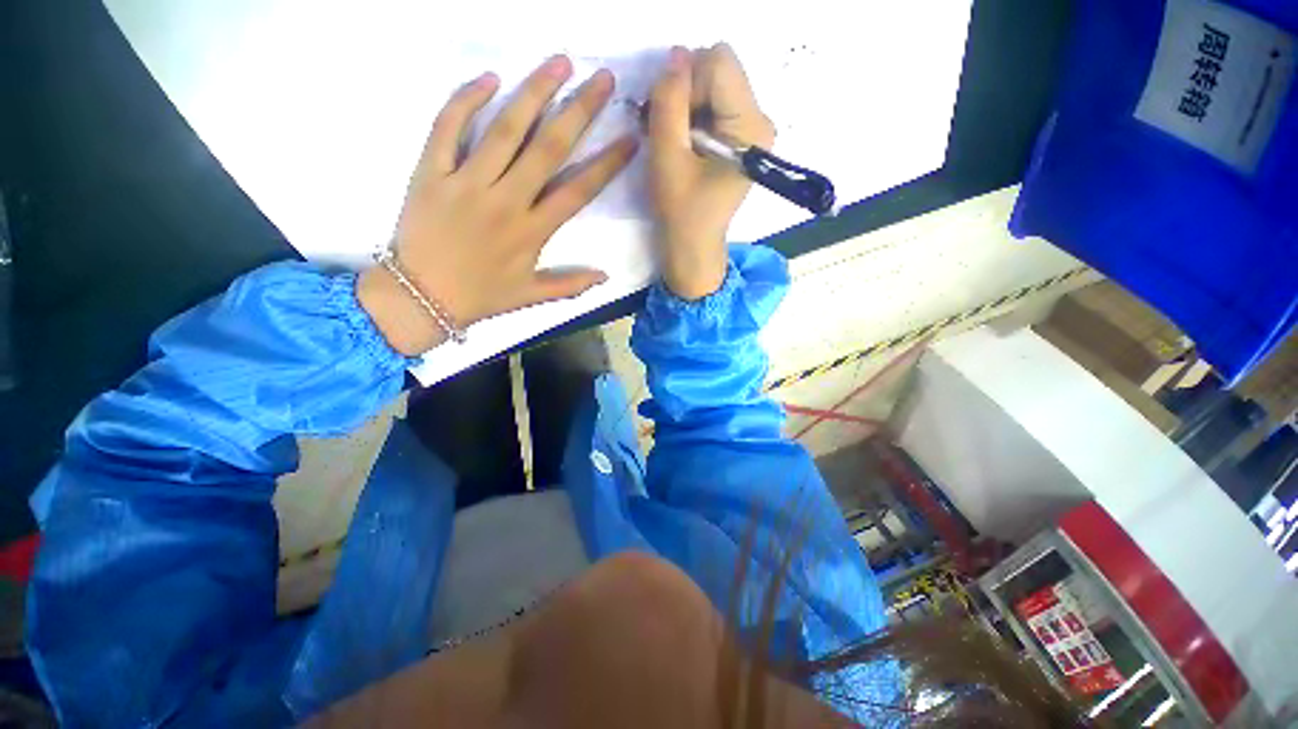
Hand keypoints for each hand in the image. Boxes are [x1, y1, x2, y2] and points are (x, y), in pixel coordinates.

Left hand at [359, 56, 639, 354]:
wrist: (419, 297)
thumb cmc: (480, 297)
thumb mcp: (531, 297)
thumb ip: (570, 285)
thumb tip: (606, 276)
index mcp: (532, 231)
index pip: (579, 190)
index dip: (607, 163)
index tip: (629, 138)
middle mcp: (506, 201)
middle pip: (549, 148)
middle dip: (580, 111)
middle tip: (602, 78)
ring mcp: (466, 182)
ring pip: (505, 129)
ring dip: (534, 92)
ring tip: (559, 62)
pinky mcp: (431, 172)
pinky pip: (448, 128)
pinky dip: (466, 100)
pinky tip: (489, 78)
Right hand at [648, 44, 773, 299]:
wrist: (694, 246)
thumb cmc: (681, 212)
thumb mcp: (667, 157)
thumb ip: (669, 103)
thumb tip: (675, 55)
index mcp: (750, 127)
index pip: (718, 64)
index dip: (685, 82)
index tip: (669, 119)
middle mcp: (760, 120)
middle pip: (718, 70)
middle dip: (684, 90)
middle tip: (663, 126)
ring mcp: (752, 128)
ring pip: (713, 84)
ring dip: (684, 103)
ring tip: (669, 138)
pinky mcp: (740, 137)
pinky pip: (713, 103)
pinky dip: (690, 114)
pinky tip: (679, 140)